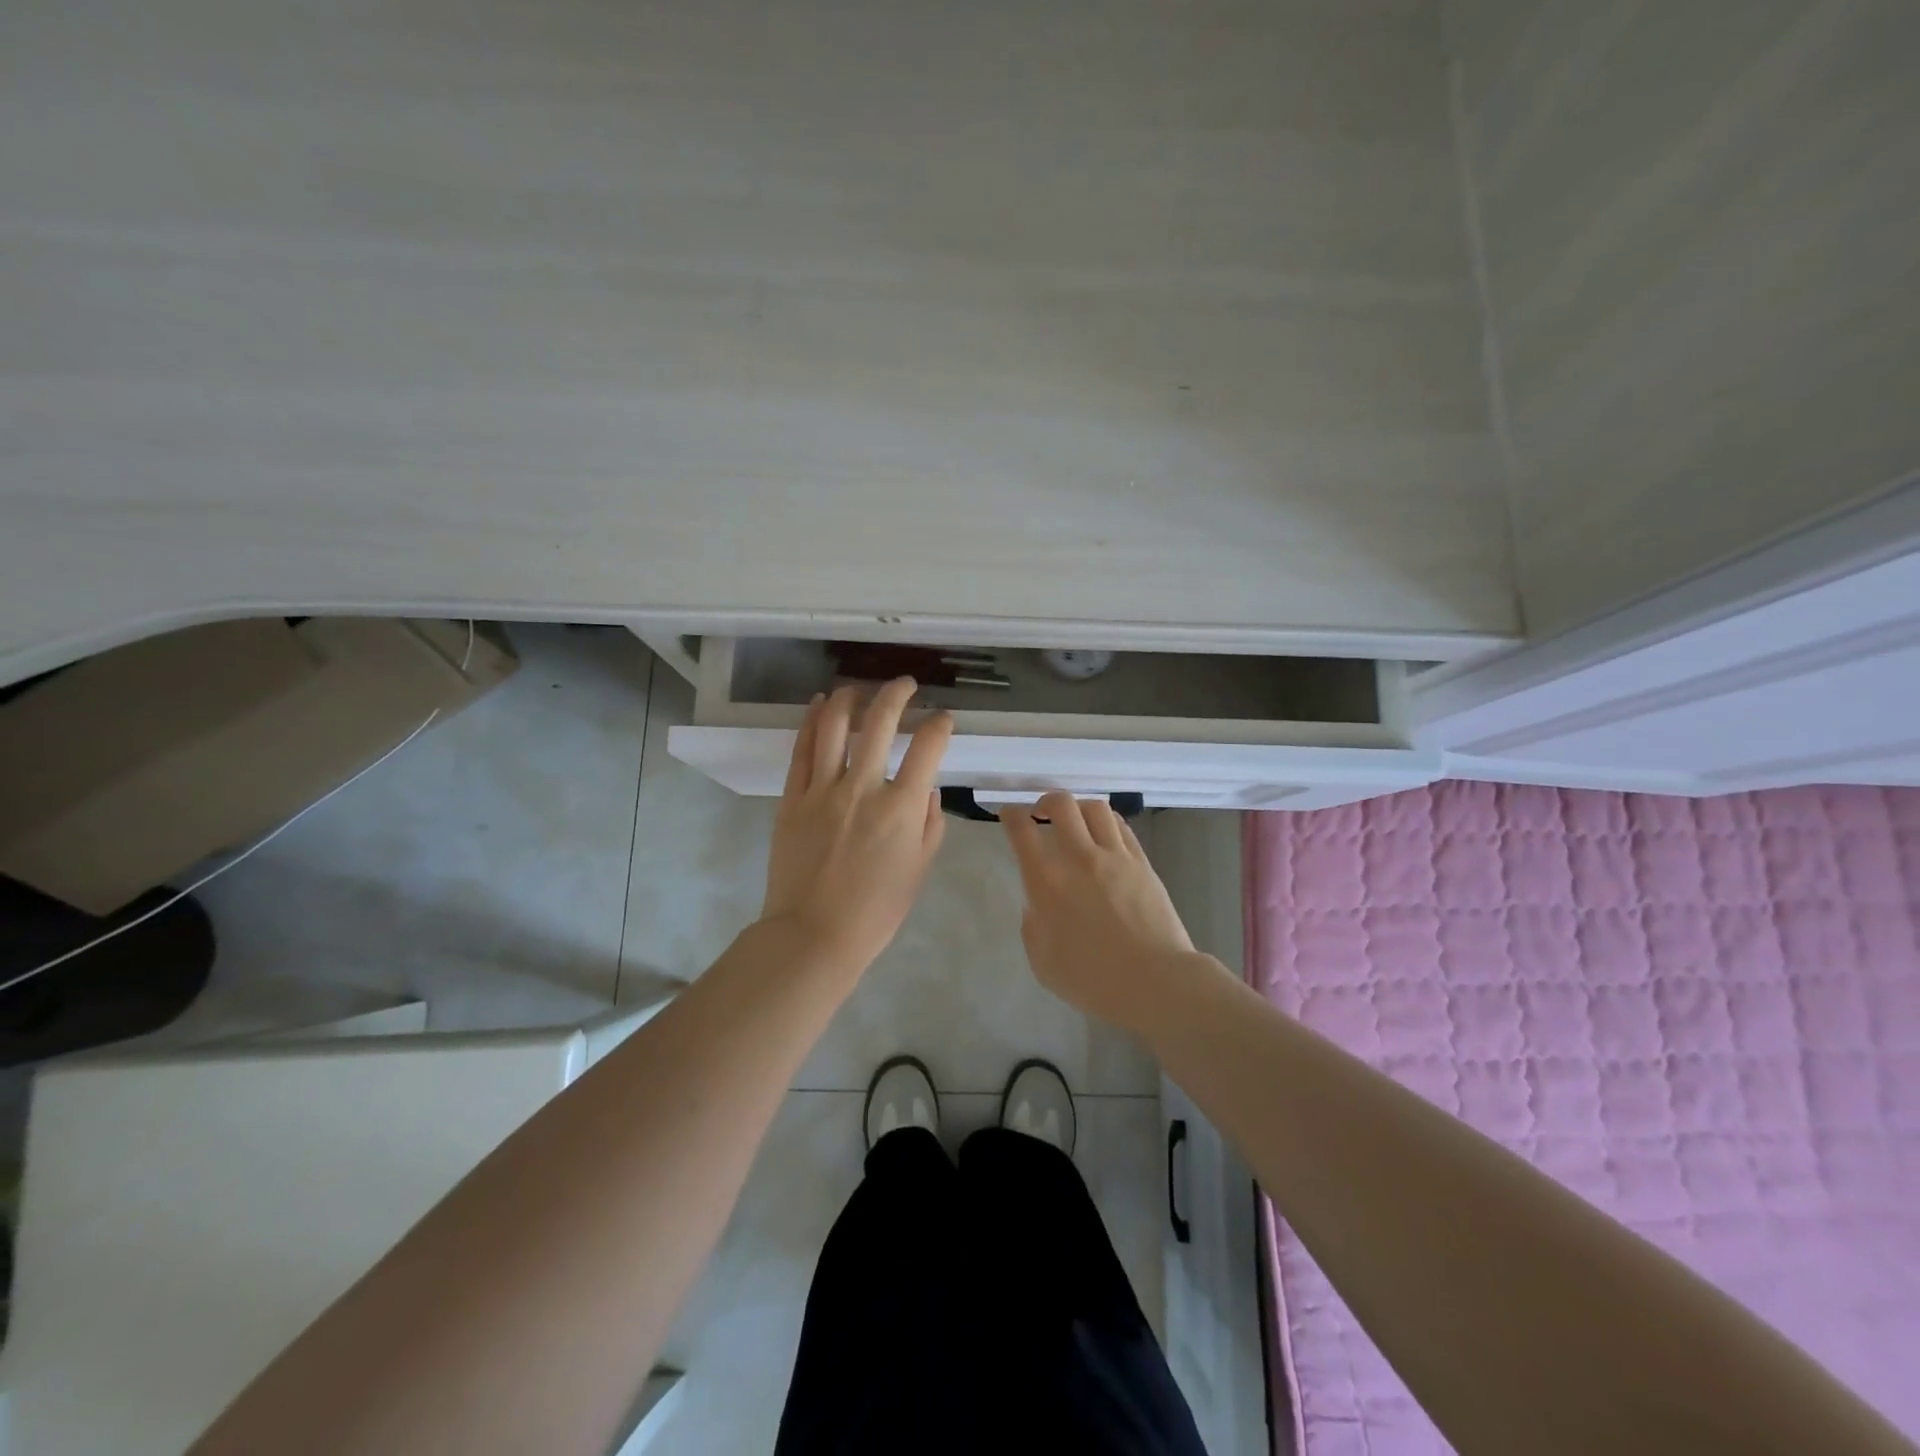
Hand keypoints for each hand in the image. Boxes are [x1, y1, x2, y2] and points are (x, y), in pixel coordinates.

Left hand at [759, 678, 953, 974]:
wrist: (814, 934)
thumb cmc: (876, 910)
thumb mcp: (919, 870)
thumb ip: (930, 824)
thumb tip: (927, 788)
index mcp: (902, 808)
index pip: (928, 747)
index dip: (940, 725)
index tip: (943, 719)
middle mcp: (863, 787)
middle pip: (881, 721)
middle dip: (897, 693)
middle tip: (905, 685)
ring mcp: (823, 789)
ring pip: (836, 725)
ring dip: (850, 696)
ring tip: (859, 687)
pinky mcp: (793, 797)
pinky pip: (802, 749)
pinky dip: (812, 720)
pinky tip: (820, 704)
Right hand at [1002, 791, 1201, 1034]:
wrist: (1156, 983)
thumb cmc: (1093, 981)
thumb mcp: (1043, 962)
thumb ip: (1033, 927)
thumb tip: (1037, 904)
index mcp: (1046, 881)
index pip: (1021, 830)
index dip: (1010, 815)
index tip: (1008, 815)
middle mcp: (1079, 858)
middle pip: (1060, 804)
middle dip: (1045, 802)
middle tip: (1041, 815)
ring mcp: (1115, 856)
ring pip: (1094, 808)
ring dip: (1078, 808)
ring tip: (1075, 822)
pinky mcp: (1142, 862)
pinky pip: (1121, 827)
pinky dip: (1106, 822)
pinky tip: (1103, 835)